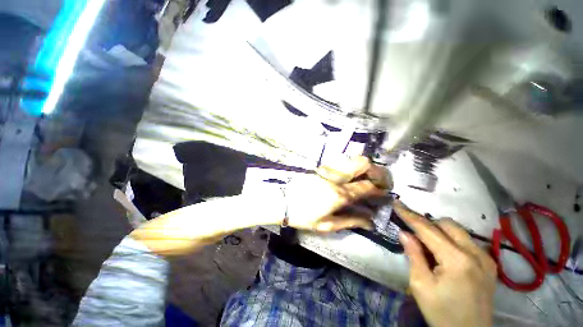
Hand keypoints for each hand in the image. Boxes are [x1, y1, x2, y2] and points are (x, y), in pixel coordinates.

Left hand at [285, 156, 389, 231]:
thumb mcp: (327, 225)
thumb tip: (370, 220)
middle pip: (362, 163)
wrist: (282, 201)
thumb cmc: (303, 216)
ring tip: (364, 178)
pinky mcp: (320, 168)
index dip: (379, 189)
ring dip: (362, 166)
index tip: (384, 192)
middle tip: (377, 180)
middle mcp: (336, 178)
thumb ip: (351, 221)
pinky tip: (348, 176)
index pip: (367, 186)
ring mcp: (327, 170)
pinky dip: (349, 167)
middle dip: (375, 169)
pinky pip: (340, 163)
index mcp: (340, 194)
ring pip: (350, 159)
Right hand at [393, 201, 496, 326]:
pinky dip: (451, 240)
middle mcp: (476, 253)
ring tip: (428, 245)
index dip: (409, 215)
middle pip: (447, 224)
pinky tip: (444, 254)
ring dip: (439, 231)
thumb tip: (404, 233)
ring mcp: (486, 258)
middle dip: (427, 223)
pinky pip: (467, 241)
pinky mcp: (490, 264)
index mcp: (457, 260)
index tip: (396, 202)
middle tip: (413, 232)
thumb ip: (414, 255)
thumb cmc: (441, 313)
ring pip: (458, 231)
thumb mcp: (420, 285)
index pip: (428, 229)